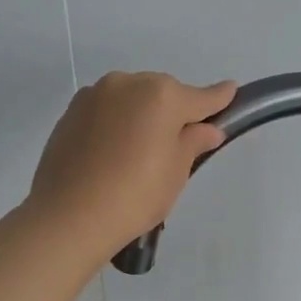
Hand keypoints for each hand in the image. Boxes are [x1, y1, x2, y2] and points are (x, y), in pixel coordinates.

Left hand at [27, 71, 236, 258]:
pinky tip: (113, 152)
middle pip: (163, 93)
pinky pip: (106, 109)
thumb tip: (207, 128)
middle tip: (176, 145)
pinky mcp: (72, 111)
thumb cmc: (135, 195)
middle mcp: (128, 83)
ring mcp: (95, 94)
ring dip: (142, 114)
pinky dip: (116, 122)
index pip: (201, 97)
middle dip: (174, 112)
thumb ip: (194, 142)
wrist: (68, 216)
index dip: (219, 99)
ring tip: (139, 151)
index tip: (231, 92)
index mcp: (162, 95)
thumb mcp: (176, 172)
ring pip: (132, 98)